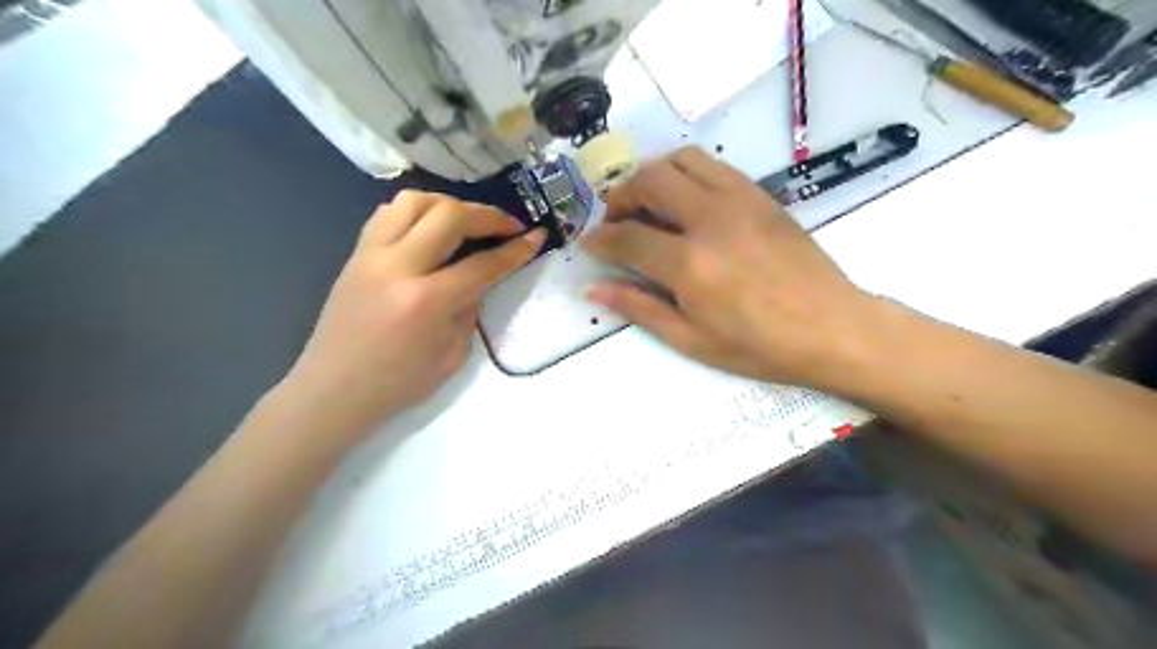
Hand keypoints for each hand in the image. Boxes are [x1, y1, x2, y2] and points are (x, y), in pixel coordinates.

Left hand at [279, 189, 543, 438]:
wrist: (333, 391)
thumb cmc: (398, 384)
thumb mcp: (452, 355)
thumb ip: (470, 309)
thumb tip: (481, 278)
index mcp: (426, 302)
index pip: (482, 264)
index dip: (515, 250)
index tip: (536, 237)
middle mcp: (397, 267)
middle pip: (449, 215)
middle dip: (487, 215)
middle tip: (508, 225)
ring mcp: (370, 255)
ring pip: (414, 201)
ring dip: (449, 204)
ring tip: (468, 220)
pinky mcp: (356, 254)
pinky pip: (388, 214)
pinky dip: (417, 211)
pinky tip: (431, 228)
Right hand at [589, 146, 878, 389]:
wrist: (832, 328)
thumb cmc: (760, 346)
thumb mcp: (692, 340)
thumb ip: (639, 308)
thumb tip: (593, 287)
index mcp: (690, 264)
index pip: (627, 237)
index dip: (599, 239)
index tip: (587, 243)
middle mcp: (710, 219)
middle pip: (649, 181)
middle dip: (620, 196)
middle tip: (616, 221)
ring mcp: (739, 200)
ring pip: (680, 160)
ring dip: (652, 176)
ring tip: (648, 204)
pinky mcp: (760, 195)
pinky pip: (712, 166)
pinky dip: (686, 174)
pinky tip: (685, 202)